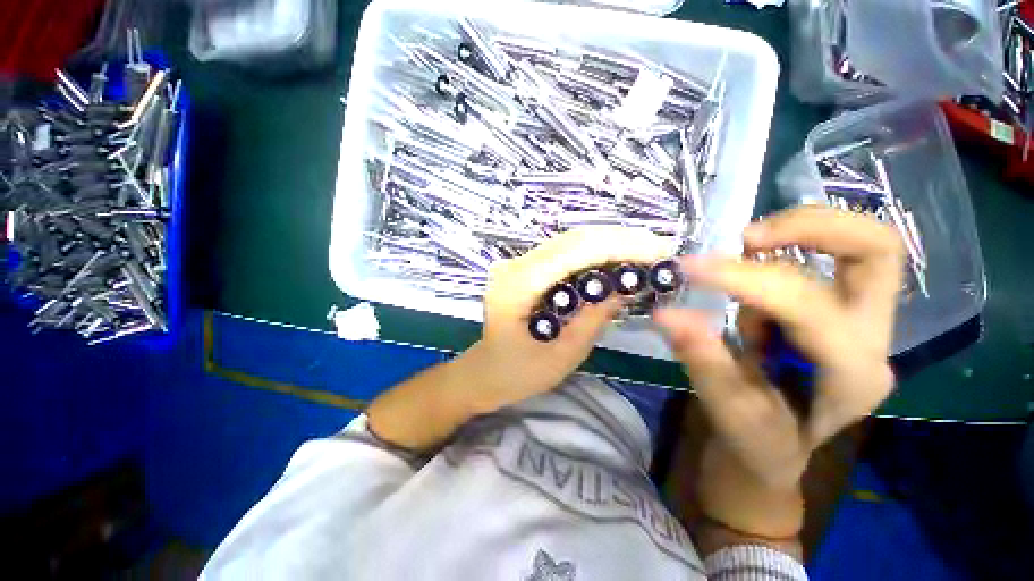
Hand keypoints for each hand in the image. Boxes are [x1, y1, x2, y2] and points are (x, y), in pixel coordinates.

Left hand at [463, 226, 671, 413]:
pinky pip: (564, 253)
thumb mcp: (562, 355)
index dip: (618, 245)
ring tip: (646, 251)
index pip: (574, 251)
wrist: (483, 372)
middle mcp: (515, 265)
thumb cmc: (517, 375)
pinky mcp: (525, 269)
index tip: (658, 251)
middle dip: (620, 239)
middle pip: (573, 239)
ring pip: (570, 241)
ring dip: (610, 243)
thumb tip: (625, 288)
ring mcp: (518, 264)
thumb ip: (593, 319)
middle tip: (659, 248)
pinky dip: (594, 253)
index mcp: (518, 286)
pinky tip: (616, 260)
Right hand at [655, 206, 904, 488]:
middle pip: (877, 251)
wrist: (778, 446)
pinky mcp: (845, 309)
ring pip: (861, 244)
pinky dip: (788, 247)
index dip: (744, 280)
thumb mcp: (728, 411)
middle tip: (746, 236)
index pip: (807, 307)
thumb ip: (703, 361)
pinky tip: (750, 274)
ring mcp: (866, 321)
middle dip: (811, 227)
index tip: (689, 268)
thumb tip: (666, 314)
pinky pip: (829, 256)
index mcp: (851, 377)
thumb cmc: (758, 439)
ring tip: (743, 250)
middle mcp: (872, 340)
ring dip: (797, 232)